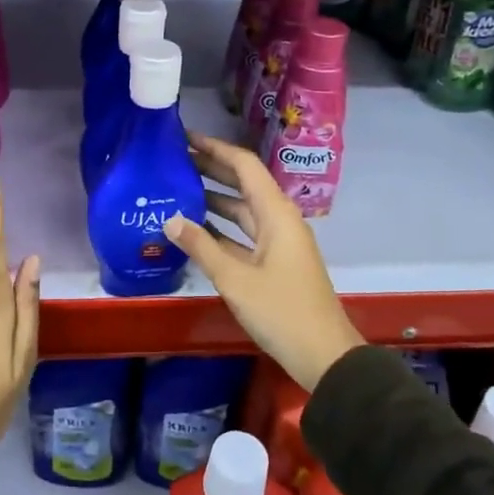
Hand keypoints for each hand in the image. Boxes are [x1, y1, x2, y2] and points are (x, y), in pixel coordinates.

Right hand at [165, 131, 362, 390]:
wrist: (324, 356)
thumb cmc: (281, 311)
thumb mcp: (235, 279)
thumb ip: (201, 246)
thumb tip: (169, 218)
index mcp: (276, 213)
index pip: (244, 166)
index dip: (215, 149)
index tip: (185, 138)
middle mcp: (279, 219)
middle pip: (243, 184)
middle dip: (211, 169)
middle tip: (174, 160)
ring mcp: (279, 241)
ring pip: (243, 210)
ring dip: (214, 198)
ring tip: (178, 189)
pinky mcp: (275, 262)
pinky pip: (244, 233)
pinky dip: (221, 227)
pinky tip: (195, 229)